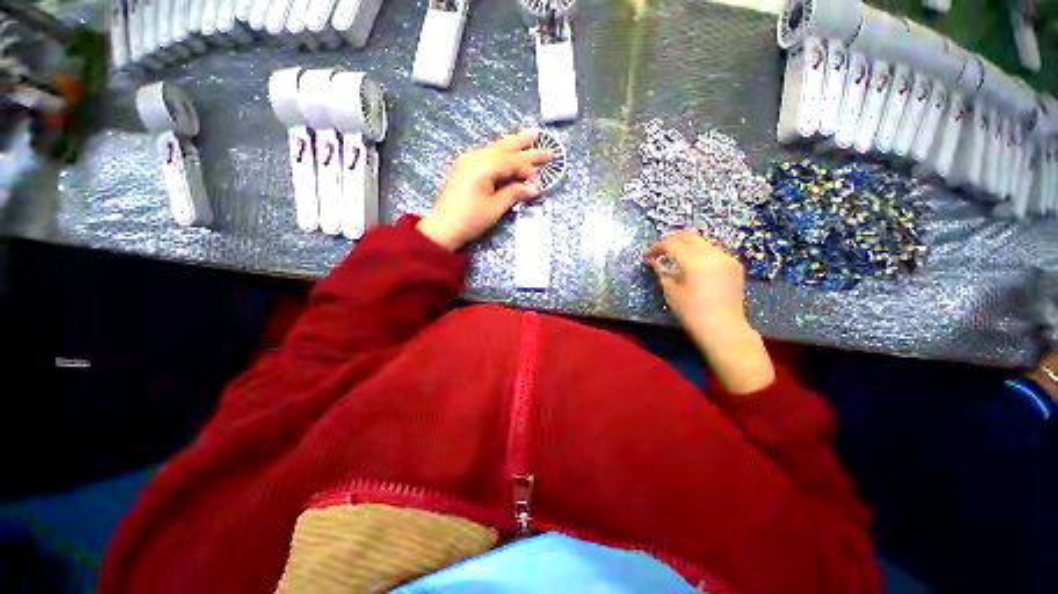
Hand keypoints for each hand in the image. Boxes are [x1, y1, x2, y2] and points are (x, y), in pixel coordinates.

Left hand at [417, 131, 553, 250]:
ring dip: (511, 144)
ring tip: (527, 136)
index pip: (512, 162)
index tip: (540, 180)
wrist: (442, 228)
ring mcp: (467, 161)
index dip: (528, 169)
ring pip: (494, 148)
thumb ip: (514, 193)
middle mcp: (475, 157)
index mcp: (483, 166)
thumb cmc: (470, 219)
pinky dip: (500, 153)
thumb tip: (534, 188)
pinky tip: (507, 151)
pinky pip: (487, 155)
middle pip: (504, 147)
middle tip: (540, 135)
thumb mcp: (495, 208)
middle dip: (523, 143)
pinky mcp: (464, 168)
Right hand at [646, 231, 774, 393]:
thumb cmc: (692, 312)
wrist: (723, 328)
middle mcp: (712, 253)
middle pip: (688, 235)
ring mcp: (726, 257)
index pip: (671, 243)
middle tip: (660, 252)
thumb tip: (653, 261)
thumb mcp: (671, 291)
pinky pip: (713, 251)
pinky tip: (694, 266)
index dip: (656, 247)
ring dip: (686, 246)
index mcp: (694, 260)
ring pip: (702, 242)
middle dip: (671, 241)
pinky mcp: (734, 265)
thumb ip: (661, 272)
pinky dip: (700, 253)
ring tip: (675, 259)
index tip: (647, 257)